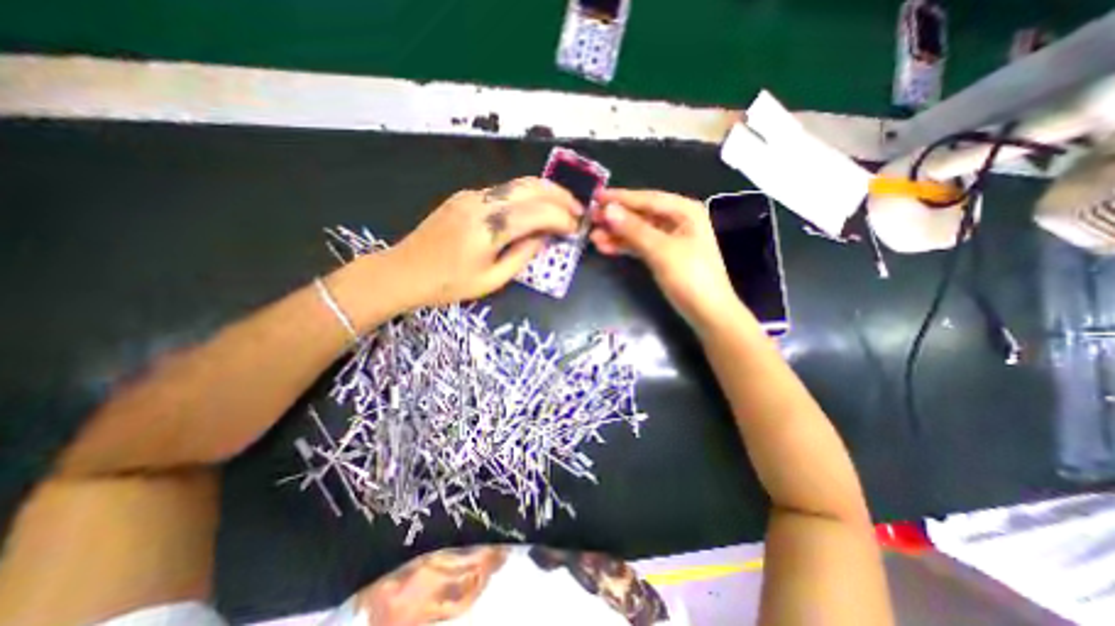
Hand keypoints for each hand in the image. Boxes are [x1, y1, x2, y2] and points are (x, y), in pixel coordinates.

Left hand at [389, 180, 579, 306]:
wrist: (403, 271)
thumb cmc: (448, 284)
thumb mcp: (492, 280)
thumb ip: (523, 256)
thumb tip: (544, 237)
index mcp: (490, 228)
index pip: (538, 213)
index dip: (562, 218)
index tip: (576, 228)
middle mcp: (483, 202)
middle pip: (531, 187)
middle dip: (560, 195)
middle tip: (578, 209)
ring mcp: (472, 195)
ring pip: (518, 184)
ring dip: (545, 192)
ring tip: (563, 206)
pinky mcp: (465, 196)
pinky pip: (503, 191)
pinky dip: (526, 196)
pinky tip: (534, 208)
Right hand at [593, 187, 736, 331]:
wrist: (708, 313)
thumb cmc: (690, 277)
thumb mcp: (661, 250)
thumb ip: (633, 229)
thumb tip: (608, 210)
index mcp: (684, 211)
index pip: (647, 198)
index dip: (620, 198)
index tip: (595, 198)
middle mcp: (678, 220)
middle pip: (641, 214)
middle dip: (616, 217)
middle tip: (590, 219)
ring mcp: (670, 239)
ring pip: (638, 231)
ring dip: (617, 233)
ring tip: (593, 236)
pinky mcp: (663, 255)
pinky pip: (640, 245)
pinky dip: (624, 246)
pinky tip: (606, 247)